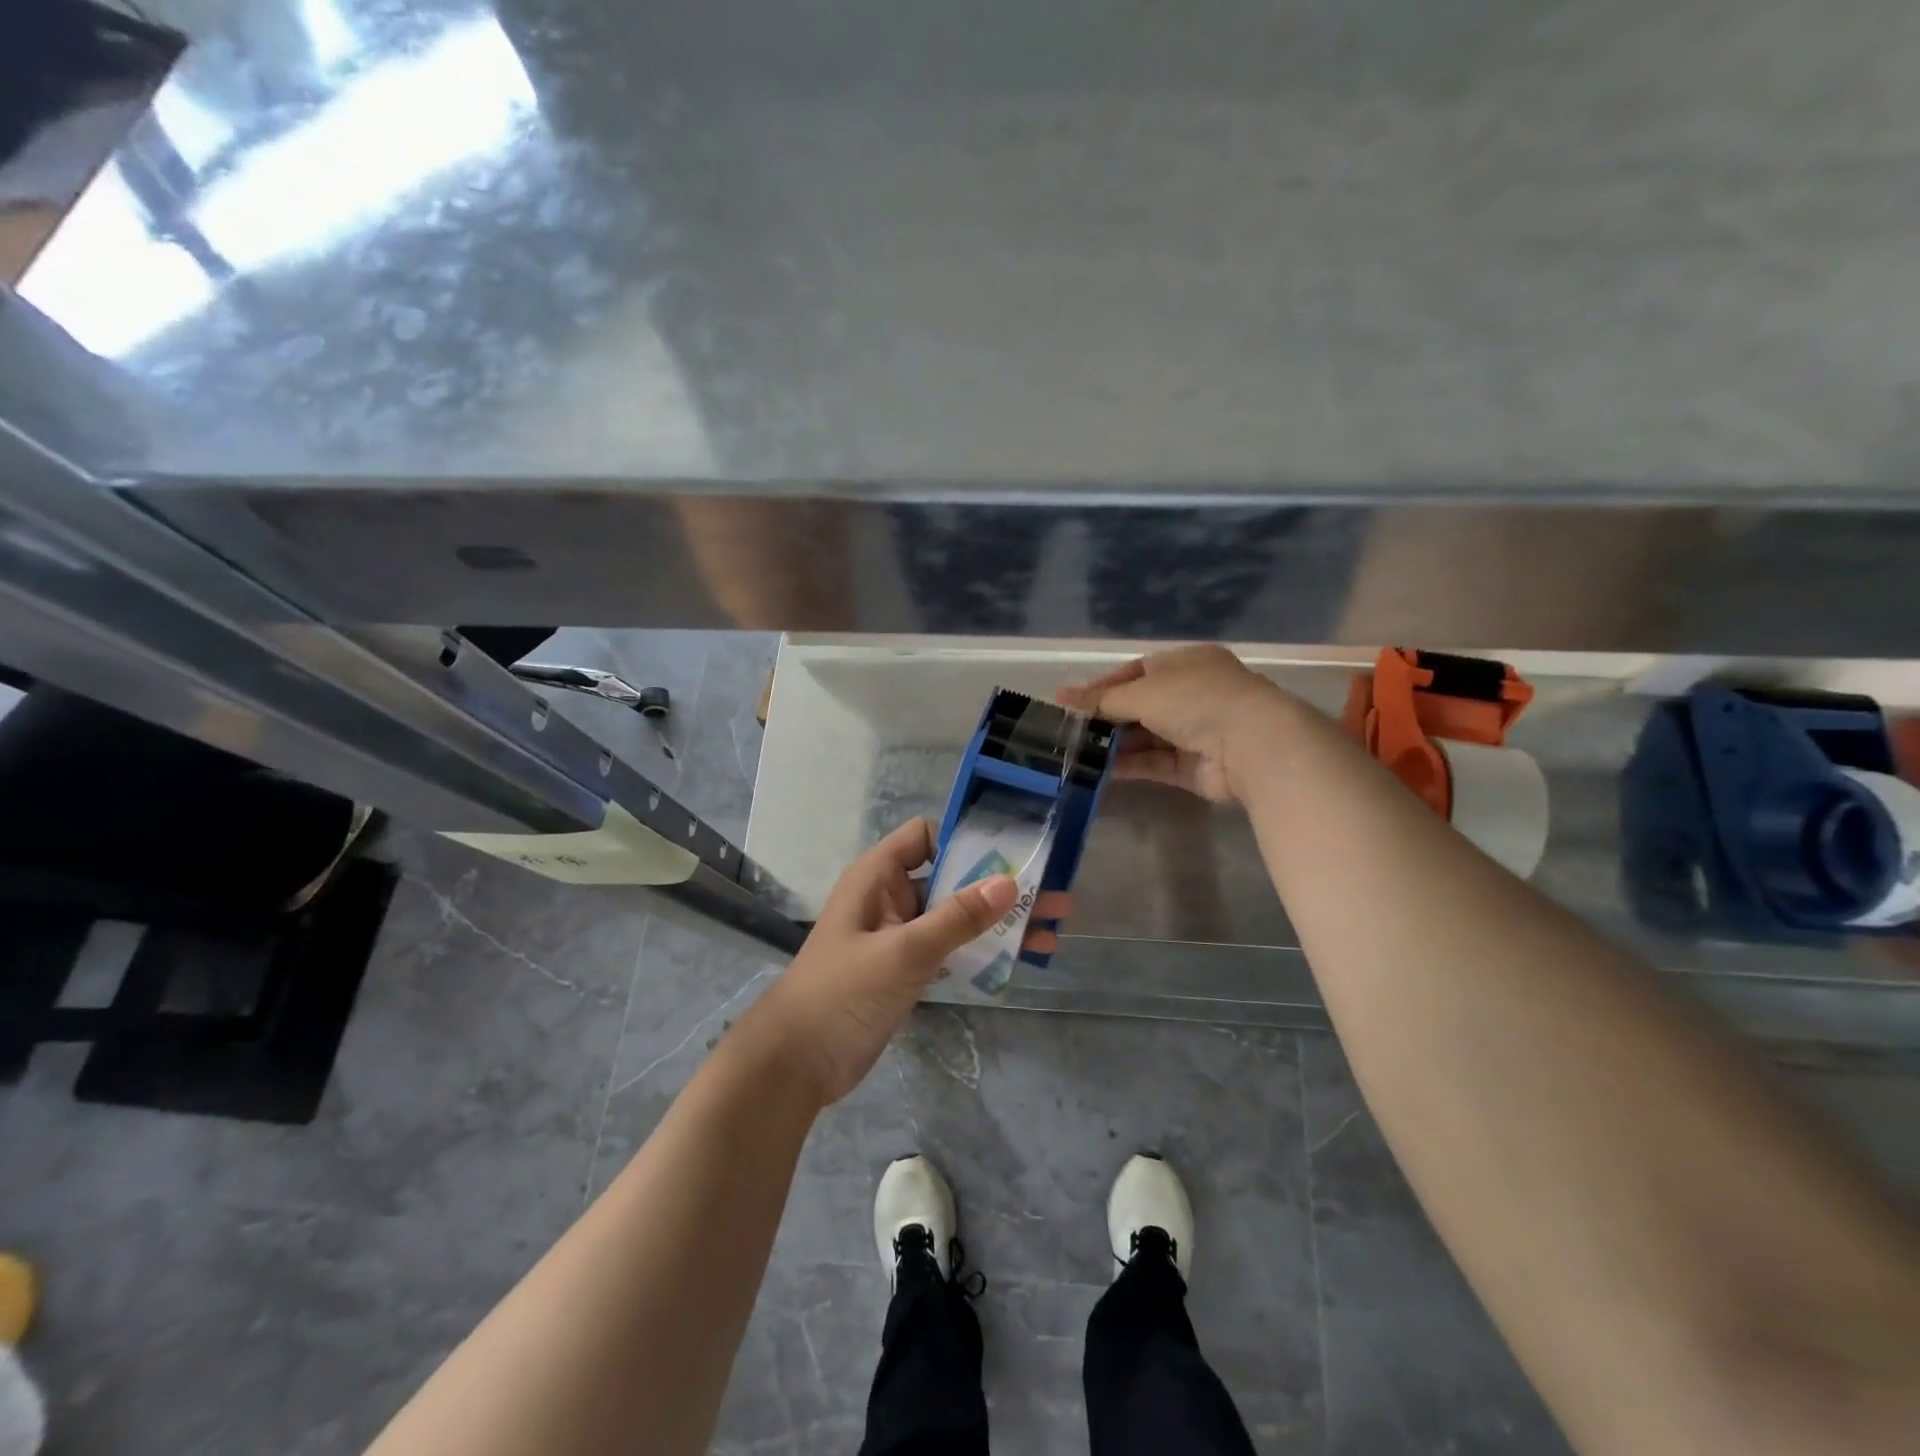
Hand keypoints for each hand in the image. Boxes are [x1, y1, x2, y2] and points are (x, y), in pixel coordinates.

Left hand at [747, 818, 1070, 1105]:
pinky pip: (951, 948)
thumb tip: (1009, 882)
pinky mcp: (907, 970)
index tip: (1013, 850)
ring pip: (956, 916)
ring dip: (999, 922)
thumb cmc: (843, 992)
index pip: (926, 836)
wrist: (797, 1063)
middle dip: (999, 886)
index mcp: (878, 876)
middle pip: (951, 877)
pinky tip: (1021, 958)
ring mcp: (900, 935)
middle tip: (1054, 894)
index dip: (966, 837)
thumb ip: (957, 918)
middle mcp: (890, 898)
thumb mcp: (904, 951)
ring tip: (1052, 930)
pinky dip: (982, 950)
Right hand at [1059, 644, 1294, 804]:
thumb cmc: (1196, 700)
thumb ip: (1102, 700)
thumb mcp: (1142, 692)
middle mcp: (1192, 694)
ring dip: (1114, 743)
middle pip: (1139, 705)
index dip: (1103, 686)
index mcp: (1186, 663)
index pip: (1137, 671)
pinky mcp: (1194, 767)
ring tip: (1078, 751)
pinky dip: (1129, 764)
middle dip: (1106, 718)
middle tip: (1070, 730)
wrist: (1251, 744)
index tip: (1072, 701)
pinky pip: (1154, 763)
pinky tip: (1100, 769)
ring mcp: (1195, 732)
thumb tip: (1061, 697)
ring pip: (1146, 736)